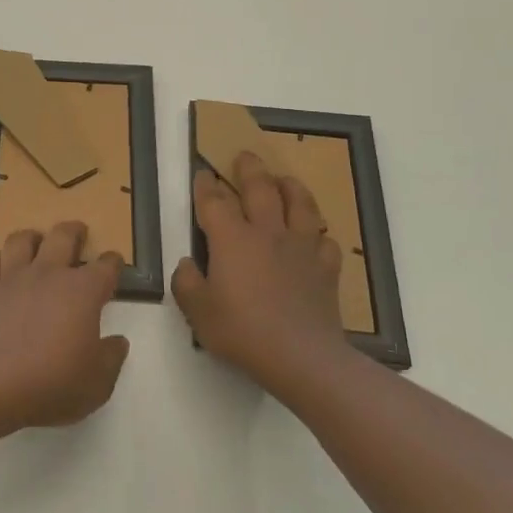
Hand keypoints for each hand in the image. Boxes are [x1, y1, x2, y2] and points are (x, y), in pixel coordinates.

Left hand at [0, 222, 129, 431]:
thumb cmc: (51, 384)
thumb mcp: (97, 383)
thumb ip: (111, 358)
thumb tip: (118, 341)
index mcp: (82, 292)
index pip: (105, 267)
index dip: (113, 263)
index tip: (115, 263)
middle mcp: (48, 275)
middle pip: (62, 237)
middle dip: (74, 231)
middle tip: (79, 232)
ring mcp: (12, 280)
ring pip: (21, 241)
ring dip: (32, 236)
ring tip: (36, 240)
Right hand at [172, 151, 346, 392]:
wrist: (302, 357)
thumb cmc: (242, 332)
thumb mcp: (198, 312)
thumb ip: (187, 283)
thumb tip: (189, 264)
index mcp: (231, 239)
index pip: (214, 201)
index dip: (206, 185)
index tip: (202, 172)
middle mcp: (267, 233)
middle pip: (260, 188)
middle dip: (250, 168)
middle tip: (245, 155)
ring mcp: (301, 248)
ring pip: (300, 204)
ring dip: (291, 187)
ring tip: (285, 179)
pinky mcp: (326, 268)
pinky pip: (325, 241)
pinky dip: (318, 234)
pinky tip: (314, 237)